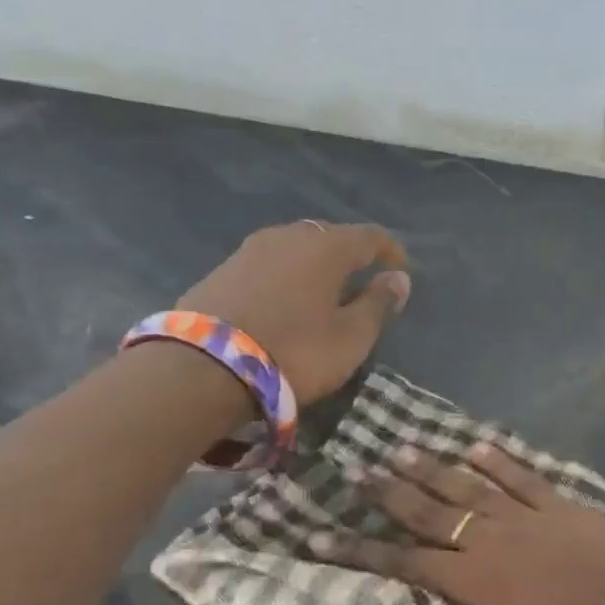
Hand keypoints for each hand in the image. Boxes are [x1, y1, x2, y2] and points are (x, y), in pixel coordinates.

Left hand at [177, 222, 409, 404]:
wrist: (203, 368)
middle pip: (329, 236)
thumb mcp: (351, 337)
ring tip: (324, 292)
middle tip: (362, 279)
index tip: (401, 269)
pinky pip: (268, 264)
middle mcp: (287, 237)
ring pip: (295, 248)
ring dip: (315, 265)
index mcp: (325, 247)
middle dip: (350, 254)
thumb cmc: (296, 351)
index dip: (390, 250)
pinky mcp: (221, 271)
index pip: (369, 236)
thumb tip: (398, 278)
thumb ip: (378, 304)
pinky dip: (286, 276)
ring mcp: (248, 251)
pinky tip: (287, 301)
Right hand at [313, 444, 604, 604]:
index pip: (403, 560)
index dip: (359, 548)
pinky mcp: (566, 509)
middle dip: (391, 493)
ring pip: (473, 486)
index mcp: (475, 581)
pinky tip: (477, 446)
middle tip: (357, 471)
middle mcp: (495, 539)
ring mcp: (533, 518)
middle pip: (433, 511)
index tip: (318, 534)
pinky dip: (499, 461)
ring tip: (402, 450)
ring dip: (435, 469)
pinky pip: (525, 477)